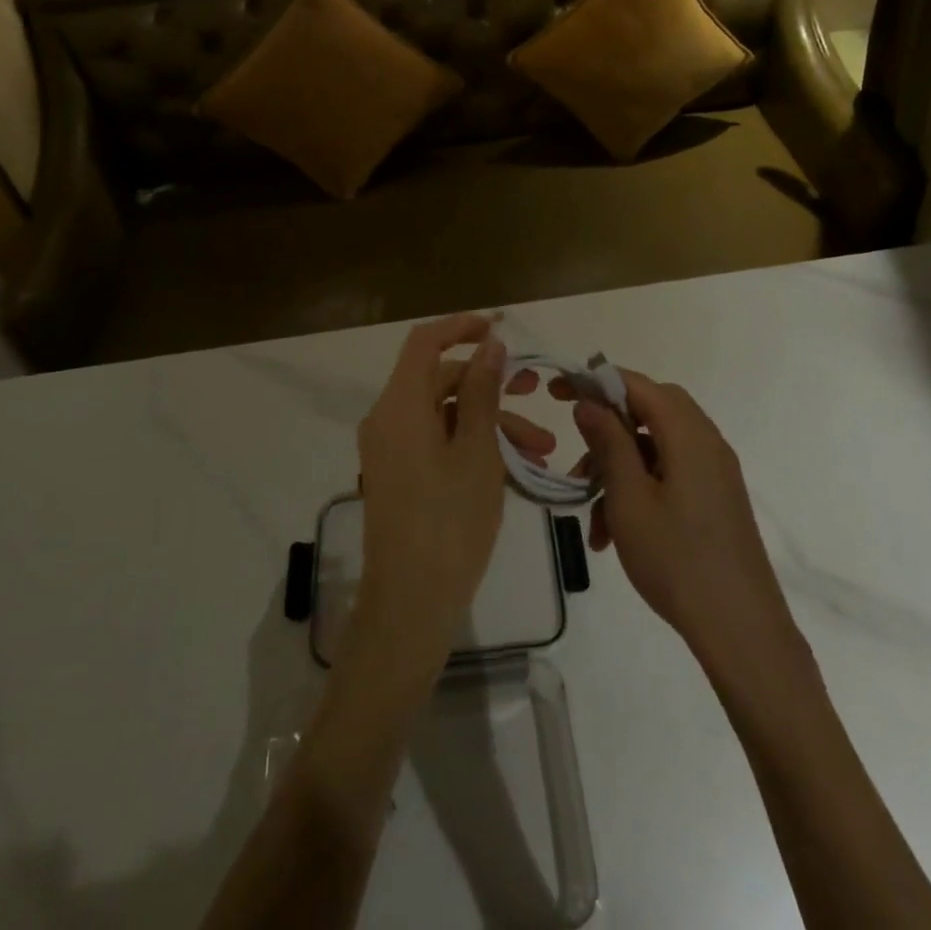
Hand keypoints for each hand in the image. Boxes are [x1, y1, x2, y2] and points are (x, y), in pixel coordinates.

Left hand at [352, 315, 553, 665]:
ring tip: (542, 449)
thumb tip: (489, 344)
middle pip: (440, 380)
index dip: (461, 326)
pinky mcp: (400, 475)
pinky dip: (473, 445)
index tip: (500, 327)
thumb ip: (482, 391)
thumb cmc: (449, 523)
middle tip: (536, 392)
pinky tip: (516, 467)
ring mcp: (392, 449)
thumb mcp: (476, 451)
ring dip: (491, 422)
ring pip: (445, 415)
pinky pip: (437, 442)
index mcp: (400, 406)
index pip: (425, 342)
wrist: (410, 604)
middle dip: (491, 384)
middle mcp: (388, 419)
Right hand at [568, 372, 800, 670]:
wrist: (741, 630)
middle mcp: (706, 442)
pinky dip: (639, 489)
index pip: (638, 384)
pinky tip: (613, 533)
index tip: (558, 393)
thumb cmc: (677, 559)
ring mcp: (714, 472)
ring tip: (589, 513)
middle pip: (650, 411)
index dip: (596, 381)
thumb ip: (608, 442)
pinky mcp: (716, 499)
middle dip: (608, 429)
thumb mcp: (628, 498)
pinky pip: (670, 474)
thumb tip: (589, 402)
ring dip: (618, 469)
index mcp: (688, 434)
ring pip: (655, 448)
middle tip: (576, 451)